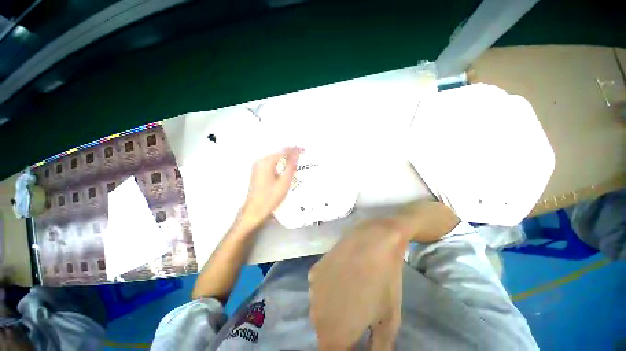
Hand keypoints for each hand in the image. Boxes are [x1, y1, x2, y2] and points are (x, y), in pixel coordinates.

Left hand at [239, 147, 300, 228]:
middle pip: (278, 154)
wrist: (255, 211)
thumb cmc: (270, 198)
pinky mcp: (258, 173)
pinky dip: (280, 167)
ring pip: (275, 160)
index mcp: (265, 162)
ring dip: (285, 161)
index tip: (303, 149)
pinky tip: (285, 172)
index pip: (283, 152)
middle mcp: (260, 162)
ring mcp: (257, 168)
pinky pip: (271, 165)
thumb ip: (291, 166)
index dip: (294, 150)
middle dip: (290, 156)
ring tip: (295, 165)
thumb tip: (296, 153)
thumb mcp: (284, 181)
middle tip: (300, 158)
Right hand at [308, 219, 406, 349]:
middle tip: (357, 314)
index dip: (345, 347)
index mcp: (334, 334)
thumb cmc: (384, 282)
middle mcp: (316, 316)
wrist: (372, 241)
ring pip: (320, 310)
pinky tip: (341, 275)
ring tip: (351, 290)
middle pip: (325, 334)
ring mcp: (312, 291)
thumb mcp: (388, 321)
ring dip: (332, 308)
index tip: (357, 338)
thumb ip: (378, 347)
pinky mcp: (313, 271)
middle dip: (339, 331)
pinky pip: (318, 289)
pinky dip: (327, 289)